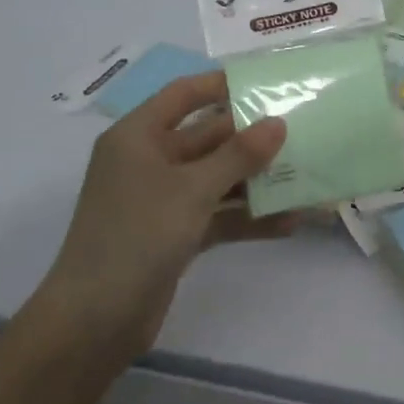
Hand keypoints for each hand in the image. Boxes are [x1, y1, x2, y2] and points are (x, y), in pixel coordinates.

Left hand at [34, 71, 291, 353]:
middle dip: (253, 138)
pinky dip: (248, 217)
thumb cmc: (137, 235)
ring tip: (307, 175)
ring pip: (218, 179)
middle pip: (208, 138)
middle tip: (303, 130)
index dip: (222, 85)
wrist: (96, 320)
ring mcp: (163, 200)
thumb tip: (278, 123)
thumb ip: (238, 155)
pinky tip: (290, 222)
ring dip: (257, 181)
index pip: (183, 95)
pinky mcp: (176, 233)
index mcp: (139, 137)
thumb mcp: (191, 189)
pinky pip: (219, 215)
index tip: (268, 83)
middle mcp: (150, 162)